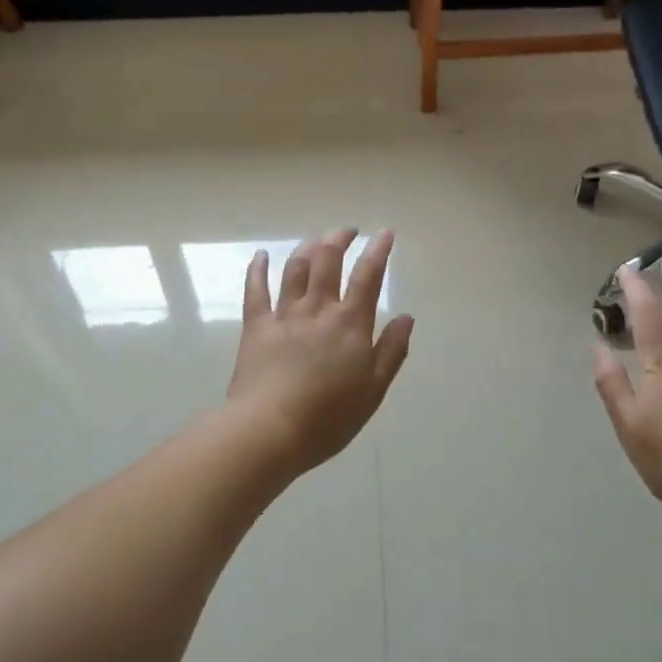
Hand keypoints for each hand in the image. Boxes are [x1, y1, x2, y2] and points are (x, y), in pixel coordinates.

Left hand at [228, 229, 414, 472]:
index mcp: (349, 324)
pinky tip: (261, 255)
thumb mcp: (373, 390)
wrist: (269, 431)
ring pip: (296, 268)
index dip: (378, 250)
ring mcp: (284, 315)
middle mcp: (318, 309)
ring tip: (316, 240)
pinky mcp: (256, 326)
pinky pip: (255, 290)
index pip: (367, 276)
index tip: (385, 232)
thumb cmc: (328, 417)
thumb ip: (392, 350)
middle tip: (348, 231)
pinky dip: (258, 269)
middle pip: (328, 260)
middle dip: (339, 239)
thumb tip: (406, 316)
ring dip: (308, 248)